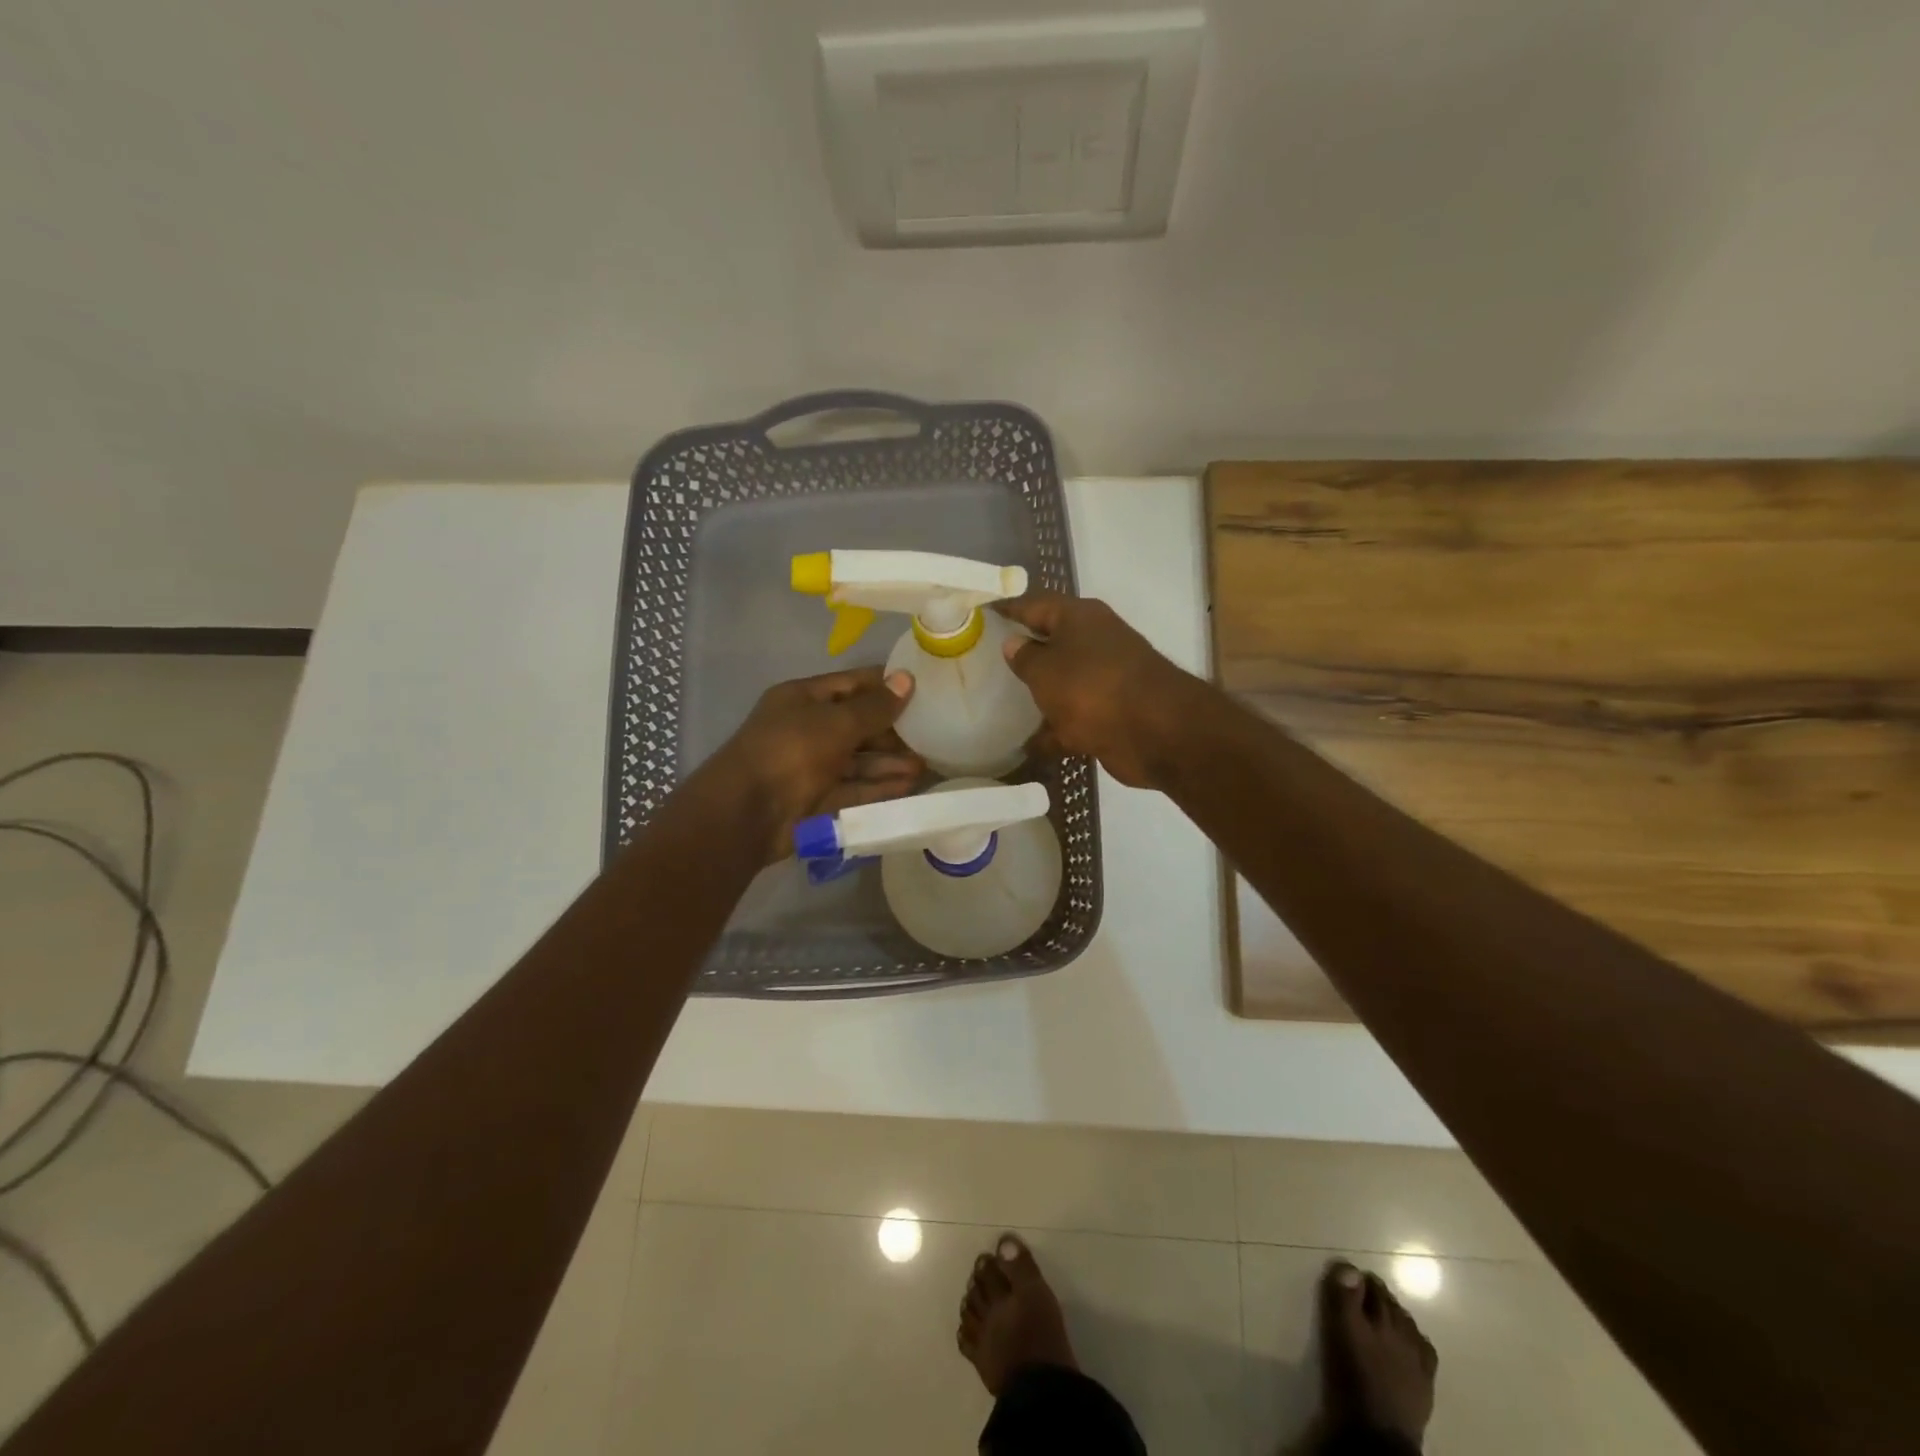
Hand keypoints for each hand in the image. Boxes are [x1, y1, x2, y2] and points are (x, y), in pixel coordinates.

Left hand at [709, 666, 922, 860]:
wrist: (746, 813)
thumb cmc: (791, 751)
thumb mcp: (836, 722)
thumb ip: (874, 707)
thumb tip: (907, 680)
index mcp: (803, 699)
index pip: (852, 685)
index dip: (886, 685)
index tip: (923, 688)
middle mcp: (807, 729)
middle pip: (857, 725)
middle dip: (893, 731)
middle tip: (932, 735)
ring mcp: (811, 766)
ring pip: (858, 761)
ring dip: (890, 763)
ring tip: (925, 766)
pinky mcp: (817, 800)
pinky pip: (854, 789)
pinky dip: (879, 788)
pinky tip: (908, 787)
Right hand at [997, 591, 1199, 788]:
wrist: (1155, 732)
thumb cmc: (1092, 687)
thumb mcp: (1045, 670)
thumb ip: (1025, 657)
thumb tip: (1014, 643)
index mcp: (1080, 618)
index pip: (1035, 604)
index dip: (1008, 609)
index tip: (982, 613)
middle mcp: (1095, 642)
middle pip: (1052, 643)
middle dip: (1024, 653)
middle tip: (984, 662)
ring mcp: (1105, 679)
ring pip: (1063, 683)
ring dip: (1040, 694)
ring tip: (1001, 705)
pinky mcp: (1111, 714)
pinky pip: (1073, 720)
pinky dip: (1054, 732)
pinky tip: (1027, 746)